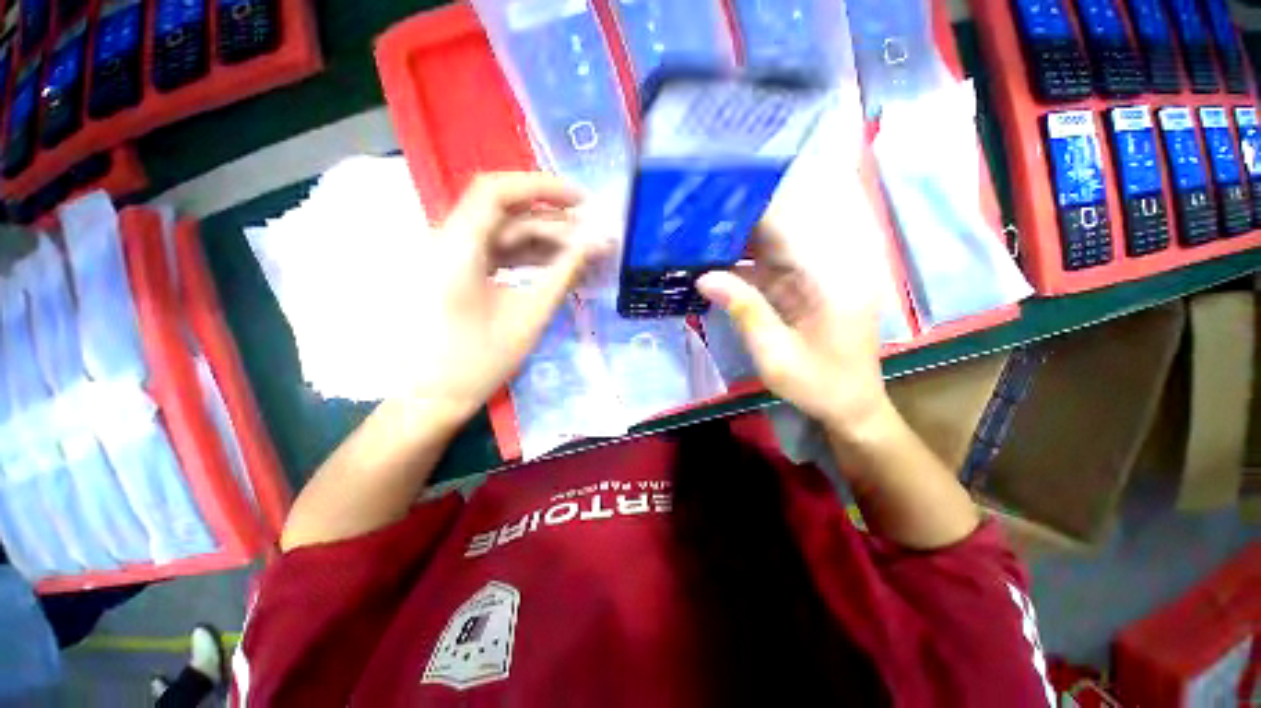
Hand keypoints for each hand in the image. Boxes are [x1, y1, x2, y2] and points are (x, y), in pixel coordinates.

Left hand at [408, 172, 603, 421]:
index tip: (581, 202)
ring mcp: (455, 259)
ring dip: (547, 243)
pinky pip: (501, 255)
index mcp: (457, 248)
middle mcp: (451, 242)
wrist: (434, 398)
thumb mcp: (529, 316)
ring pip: (507, 235)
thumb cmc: (479, 362)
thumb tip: (596, 245)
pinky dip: (531, 259)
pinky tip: (560, 270)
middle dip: (554, 222)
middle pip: (508, 214)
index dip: (542, 187)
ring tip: (585, 256)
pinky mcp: (462, 274)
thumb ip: (563, 275)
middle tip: (593, 238)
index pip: (497, 191)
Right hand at [697, 220, 889, 433]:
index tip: (712, 204)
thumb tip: (704, 277)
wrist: (850, 408)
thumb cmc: (819, 384)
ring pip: (767, 252)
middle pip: (775, 235)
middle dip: (735, 226)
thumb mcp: (776, 354)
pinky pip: (766, 273)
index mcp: (827, 278)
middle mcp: (822, 269)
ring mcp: (811, 281)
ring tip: (695, 240)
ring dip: (734, 247)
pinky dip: (740, 270)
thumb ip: (744, 310)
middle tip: (693, 221)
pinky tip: (713, 268)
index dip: (749, 212)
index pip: (785, 229)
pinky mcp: (800, 293)